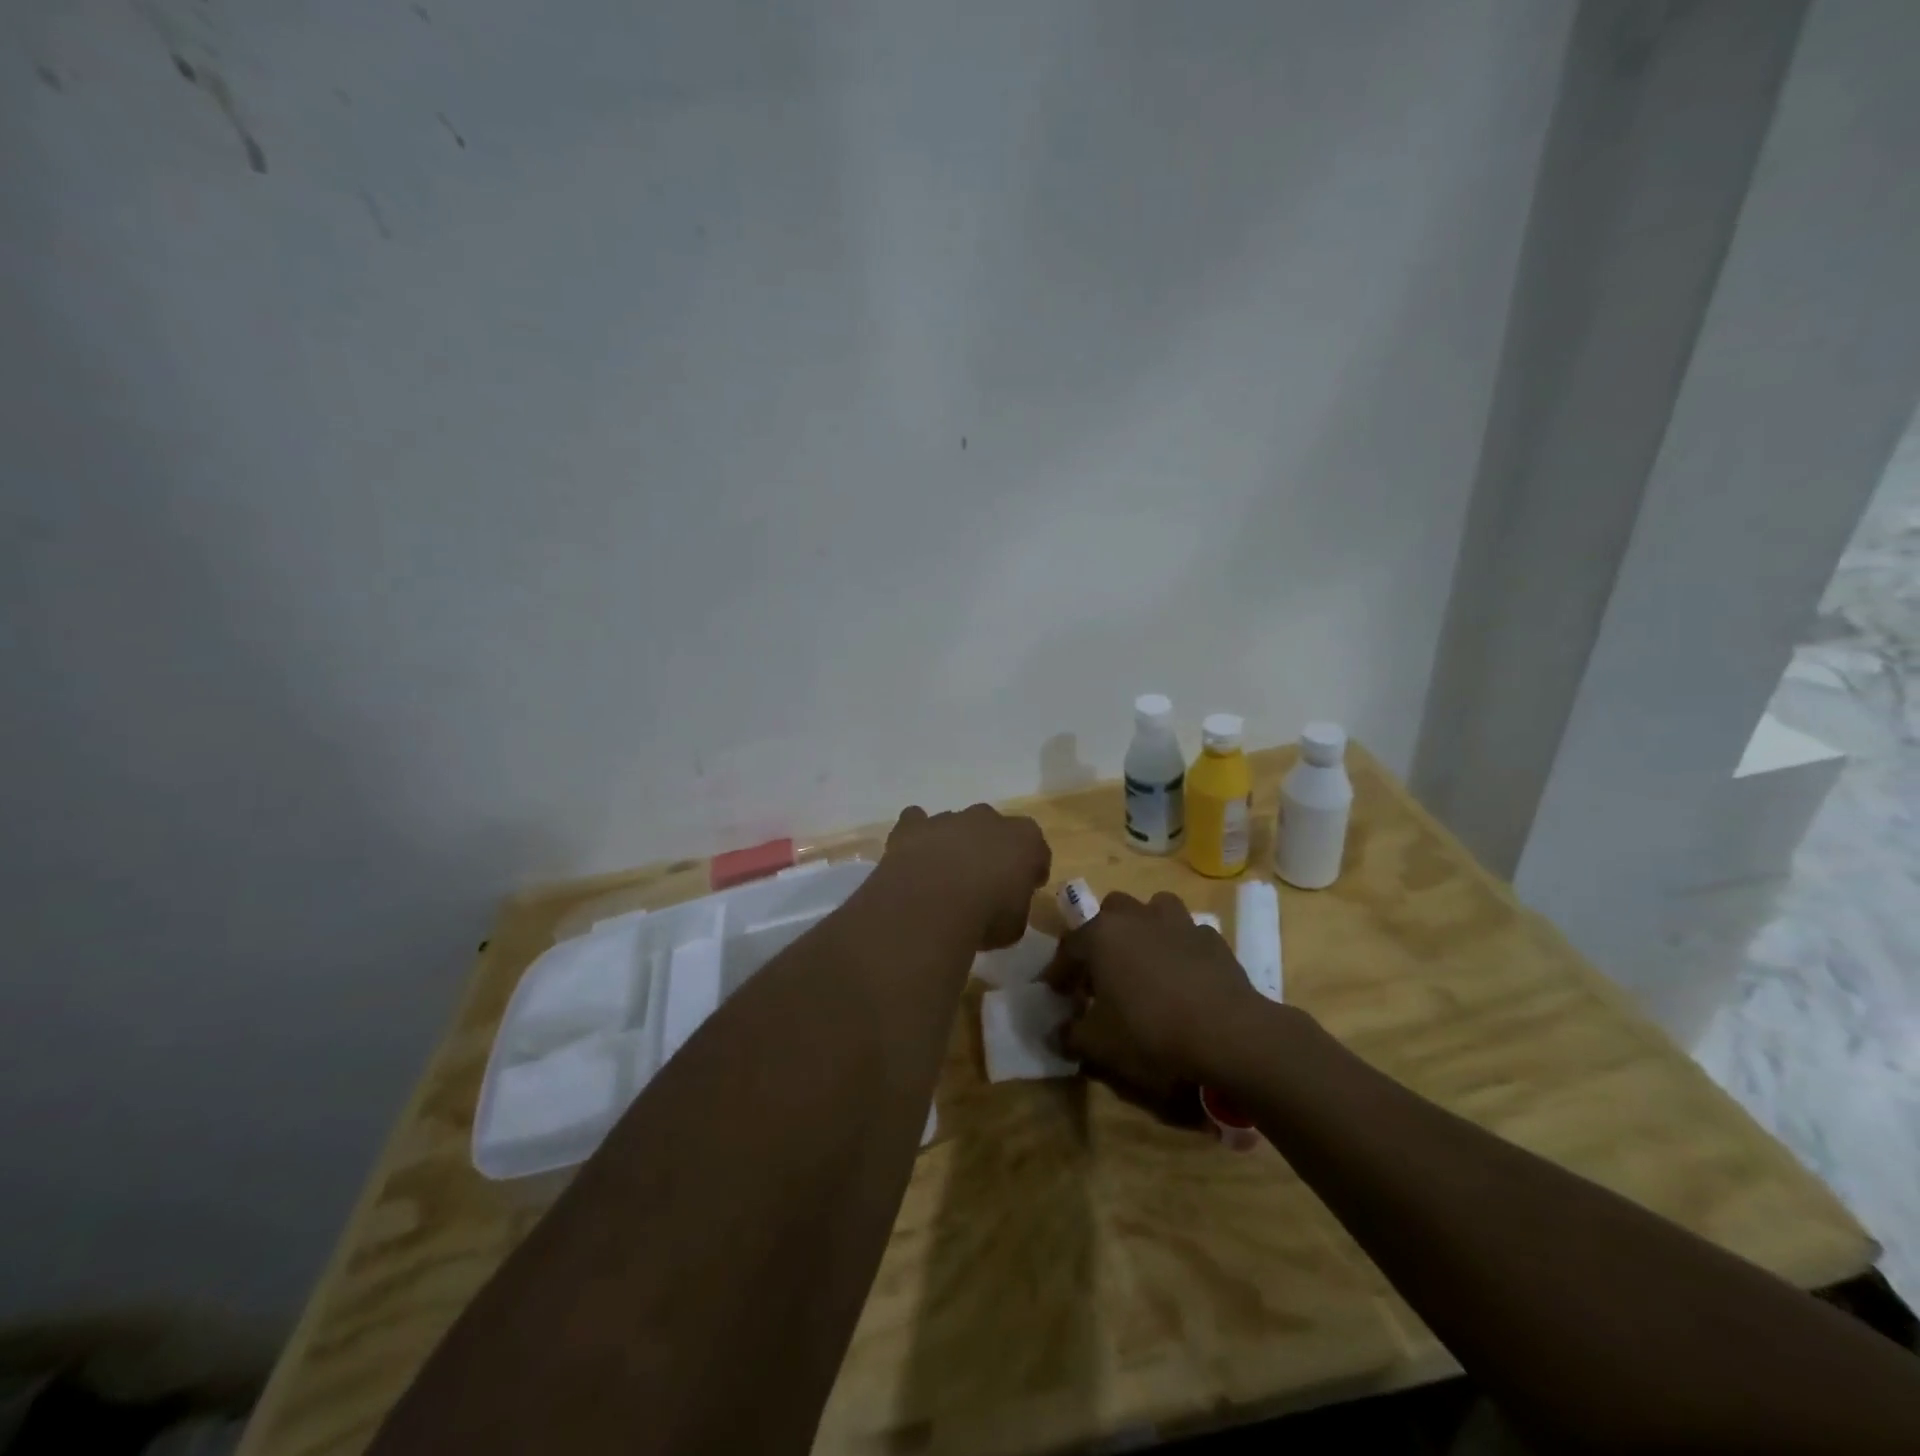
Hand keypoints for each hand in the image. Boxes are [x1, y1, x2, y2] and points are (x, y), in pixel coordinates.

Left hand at [875, 804, 1050, 950]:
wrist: (929, 906)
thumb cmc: (984, 918)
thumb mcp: (1014, 927)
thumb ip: (1014, 908)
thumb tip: (1004, 907)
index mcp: (1025, 840)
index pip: (1037, 849)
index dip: (1032, 869)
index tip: (1026, 888)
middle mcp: (988, 819)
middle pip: (995, 830)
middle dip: (991, 850)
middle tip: (983, 882)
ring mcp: (949, 818)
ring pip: (956, 825)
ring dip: (954, 845)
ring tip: (943, 878)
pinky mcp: (913, 825)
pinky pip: (916, 821)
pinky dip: (916, 835)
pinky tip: (913, 857)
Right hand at [1044, 891, 1259, 1089]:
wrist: (1229, 1034)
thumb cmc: (1150, 1032)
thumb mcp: (1098, 1045)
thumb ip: (1071, 1036)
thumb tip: (1057, 1033)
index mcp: (1102, 934)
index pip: (1069, 947)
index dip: (1059, 972)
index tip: (1056, 994)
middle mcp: (1137, 916)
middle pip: (1110, 913)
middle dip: (1102, 937)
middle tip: (1102, 973)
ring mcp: (1178, 922)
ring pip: (1153, 910)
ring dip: (1144, 930)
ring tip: (1144, 962)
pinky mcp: (1213, 939)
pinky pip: (1187, 936)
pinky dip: (1180, 949)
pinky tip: (1183, 977)